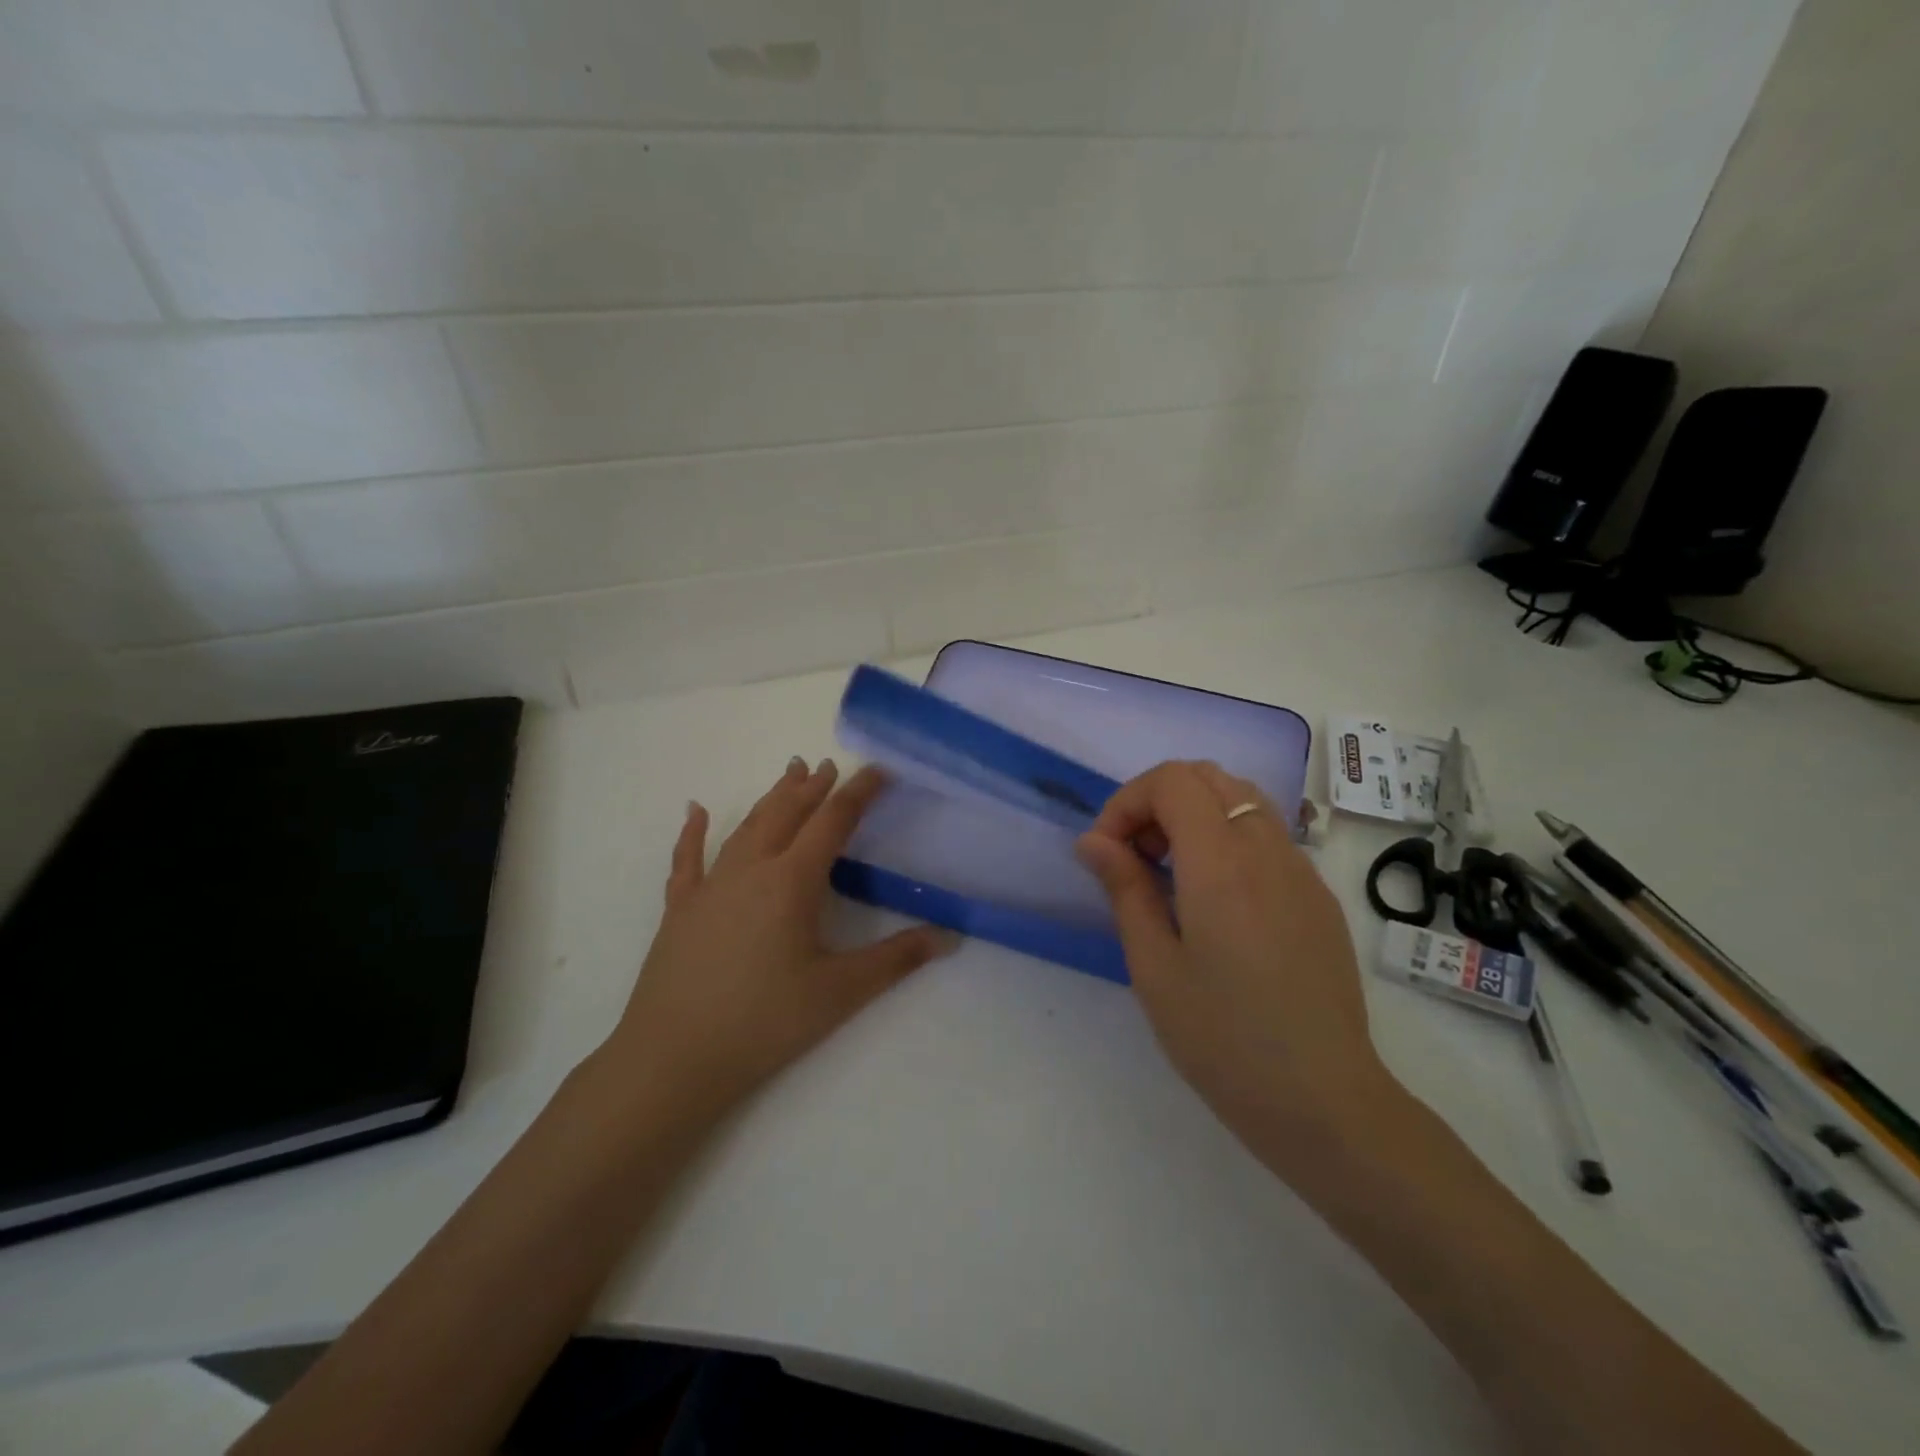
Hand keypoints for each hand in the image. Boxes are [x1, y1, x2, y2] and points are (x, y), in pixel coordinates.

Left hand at [602, 758, 956, 1118]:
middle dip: (813, 787)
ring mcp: (710, 886)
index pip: (833, 822)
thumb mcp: (840, 992)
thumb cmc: (764, 1022)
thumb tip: (949, 937)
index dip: (859, 792)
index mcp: (791, 881)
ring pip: (746, 827)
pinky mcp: (680, 909)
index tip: (879, 770)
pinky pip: (688, 859)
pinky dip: (693, 832)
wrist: (673, 1058)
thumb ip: (896, 960)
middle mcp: (750, 870)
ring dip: (772, 798)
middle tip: (830, 765)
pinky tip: (695, 811)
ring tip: (789, 774)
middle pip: (787, 814)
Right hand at [1076, 761, 1397, 1169]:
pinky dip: (1228, 837)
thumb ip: (1124, 888)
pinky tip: (1216, 900)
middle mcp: (1266, 850)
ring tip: (1172, 873)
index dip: (1128, 801)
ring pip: (1243, 799)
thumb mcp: (1154, 966)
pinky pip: (1268, 835)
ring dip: (1195, 814)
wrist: (1323, 1101)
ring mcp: (1301, 870)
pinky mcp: (1318, 896)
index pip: (1172, 781)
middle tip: (1136, 856)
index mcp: (1220, 863)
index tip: (1108, 851)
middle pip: (1209, 776)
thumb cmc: (1222, 1038)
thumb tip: (1093, 840)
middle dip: (1159, 800)